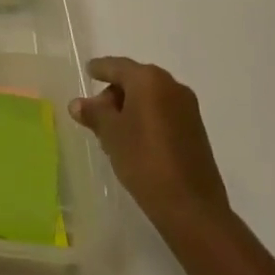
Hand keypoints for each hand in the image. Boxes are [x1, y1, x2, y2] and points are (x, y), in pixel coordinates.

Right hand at [69, 56, 230, 233]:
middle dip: (114, 92)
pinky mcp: (196, 130)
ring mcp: (188, 108)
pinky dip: (147, 118)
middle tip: (96, 113)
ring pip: (150, 97)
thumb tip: (77, 104)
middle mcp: (171, 86)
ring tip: (114, 130)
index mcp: (149, 79)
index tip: (88, 71)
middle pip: (135, 80)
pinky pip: (164, 112)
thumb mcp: (110, 135)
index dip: (99, 69)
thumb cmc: (145, 161)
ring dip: (131, 107)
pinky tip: (136, 140)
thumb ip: (93, 113)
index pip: (116, 66)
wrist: (193, 209)